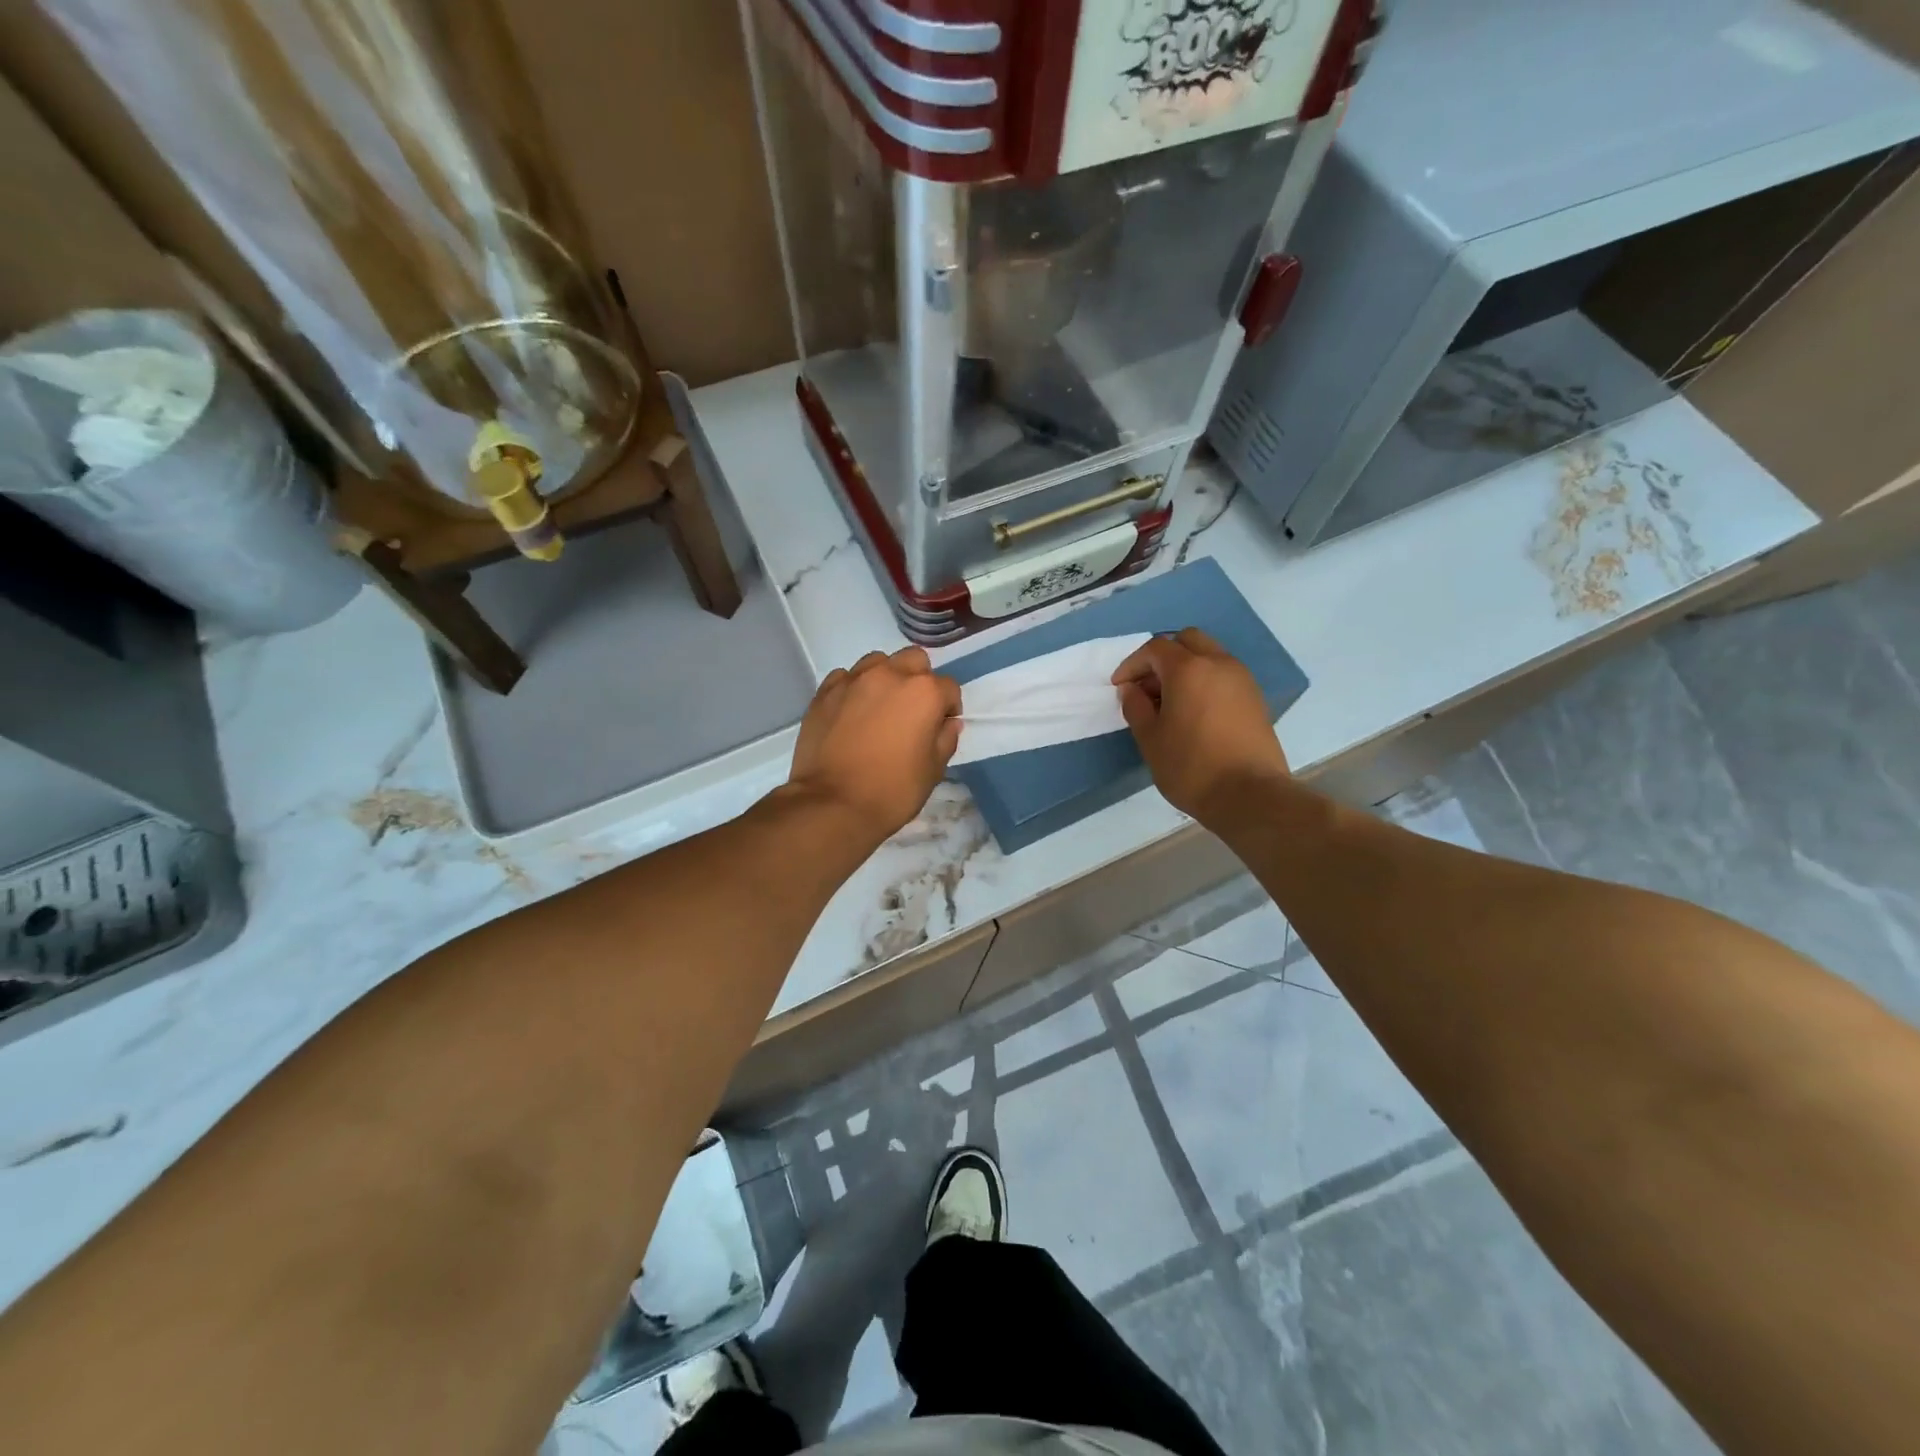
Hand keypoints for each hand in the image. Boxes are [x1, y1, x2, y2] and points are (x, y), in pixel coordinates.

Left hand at [787, 646, 961, 844]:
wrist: (832, 804)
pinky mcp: (824, 691)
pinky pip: (846, 678)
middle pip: (914, 661)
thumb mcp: (933, 771)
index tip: (940, 728)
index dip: (948, 709)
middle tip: (911, 712)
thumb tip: (948, 723)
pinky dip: (854, 689)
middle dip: (919, 680)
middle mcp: (890, 675)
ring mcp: (854, 680)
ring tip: (879, 708)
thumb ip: (945, 740)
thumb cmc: (892, 791)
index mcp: (924, 692)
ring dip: (885, 679)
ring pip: (878, 662)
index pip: (948, 688)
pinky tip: (851, 713)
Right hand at [1112, 628, 1289, 823]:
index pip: (1155, 648)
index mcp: (1188, 669)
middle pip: (1187, 640)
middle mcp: (1218, 663)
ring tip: (1170, 702)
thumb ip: (1136, 707)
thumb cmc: (1190, 767)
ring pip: (1209, 655)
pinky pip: (1224, 674)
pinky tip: (1195, 712)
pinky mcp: (1255, 698)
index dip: (1132, 664)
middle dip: (1162, 657)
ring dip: (1186, 667)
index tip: (1120, 687)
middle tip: (1148, 687)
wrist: (1250, 795)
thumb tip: (1131, 689)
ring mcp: (1242, 679)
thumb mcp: (1150, 739)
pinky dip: (1205, 680)